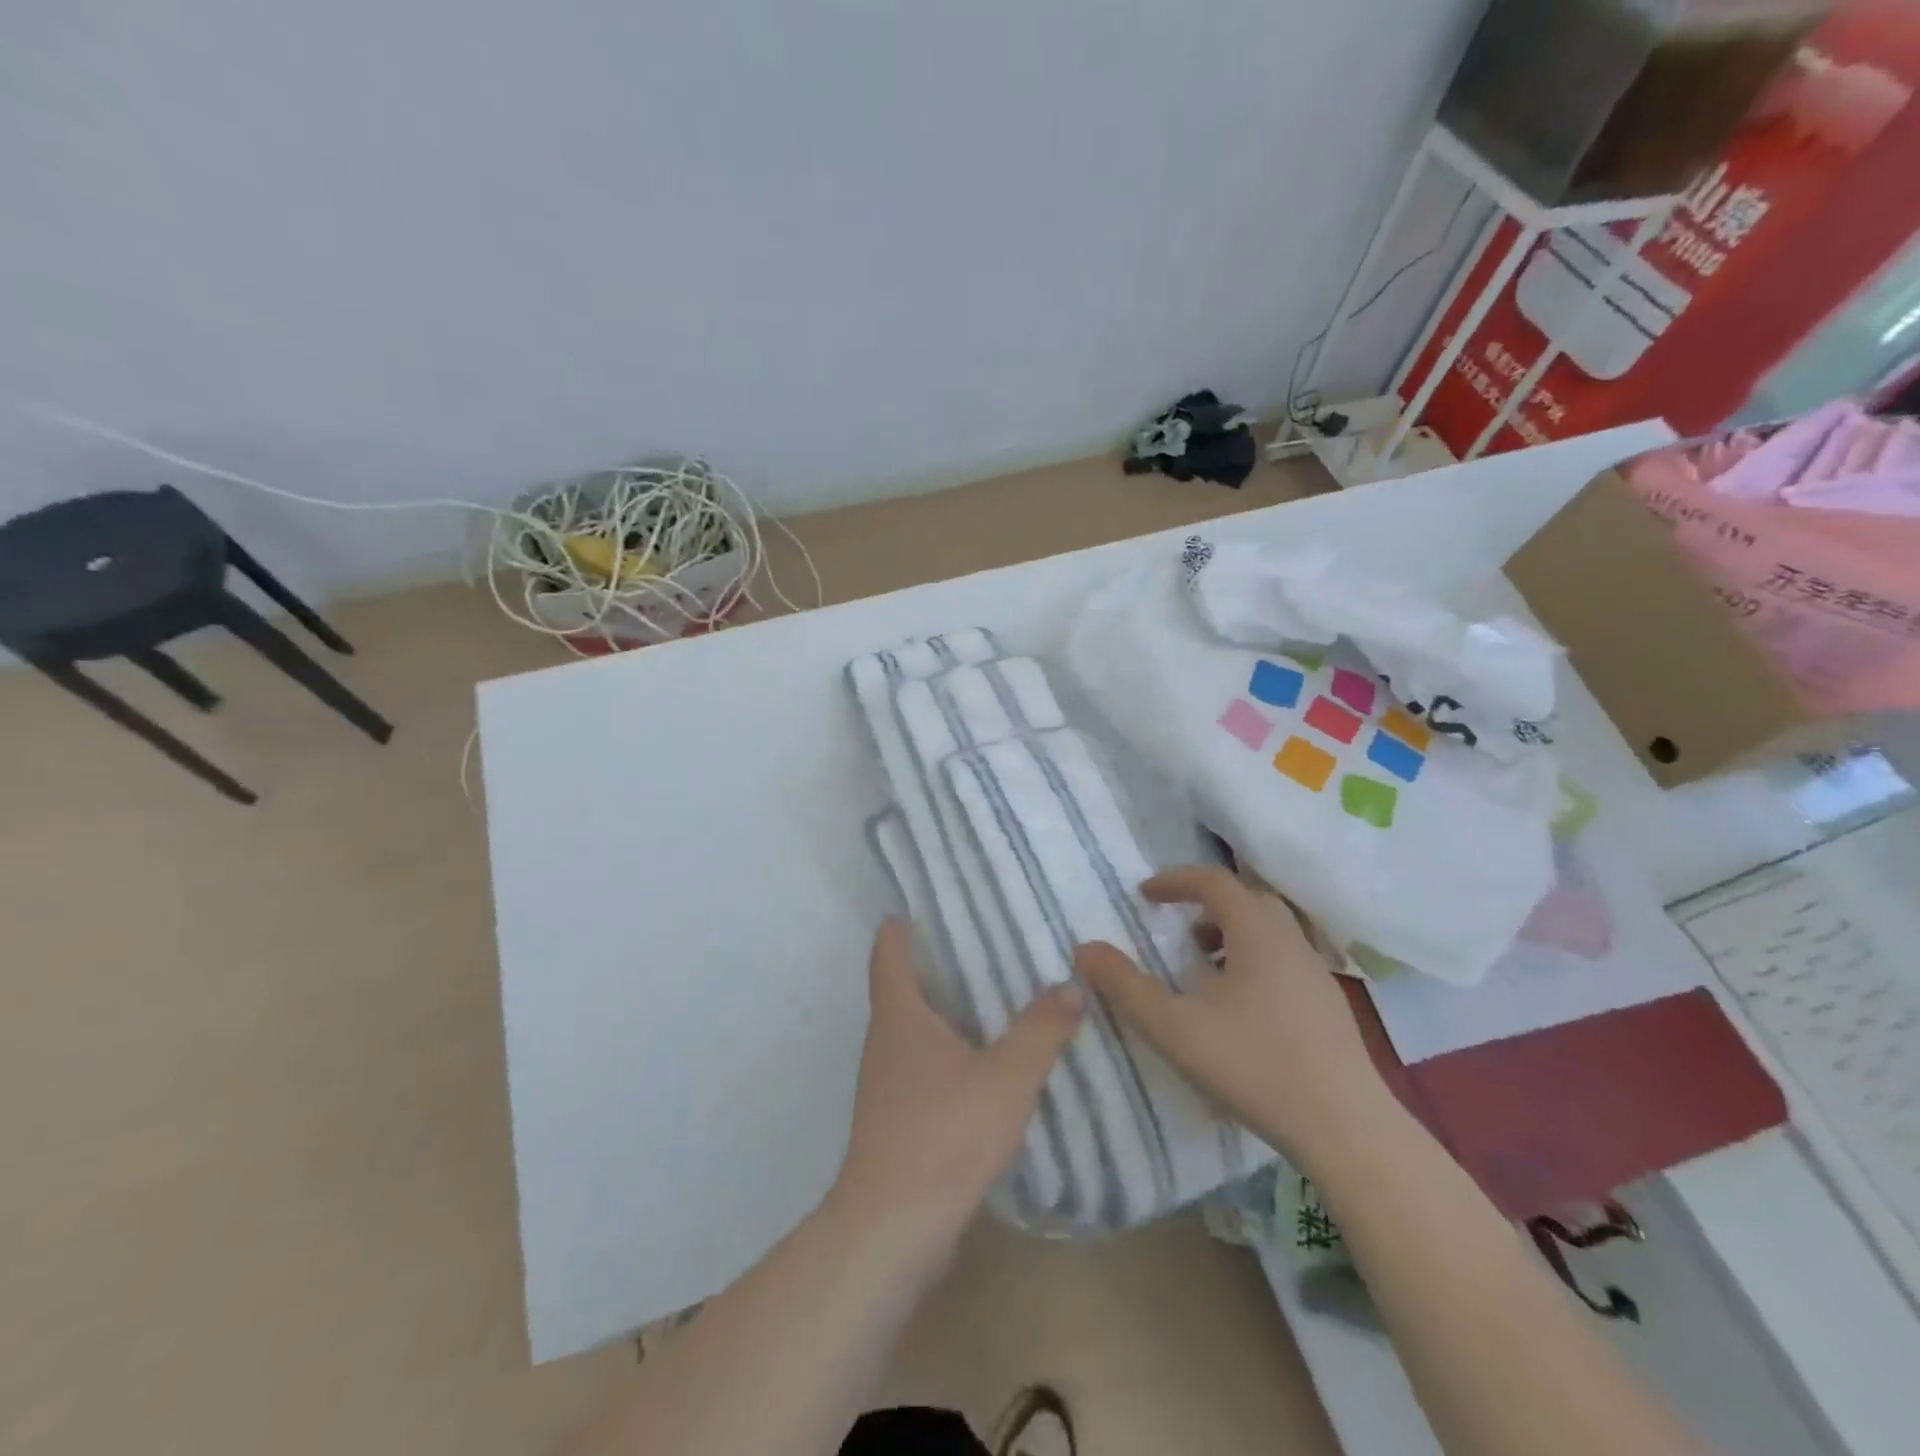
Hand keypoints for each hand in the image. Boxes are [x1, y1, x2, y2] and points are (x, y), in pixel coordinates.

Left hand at [829, 918, 1084, 1252]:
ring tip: (994, 998)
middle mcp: (885, 1042)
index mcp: (899, 1016)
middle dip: (937, 964)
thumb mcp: (1006, 1077)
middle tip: (983, 943)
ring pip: (915, 1030)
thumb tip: (1071, 984)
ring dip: (946, 1012)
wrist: (894, 1228)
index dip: (900, 926)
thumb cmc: (944, 1134)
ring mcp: (886, 1084)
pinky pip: (924, 1068)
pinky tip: (985, 1065)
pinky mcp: (897, 1120)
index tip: (922, 904)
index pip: (888, 952)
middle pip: (903, 987)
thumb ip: (1041, 1030)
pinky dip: (950, 1053)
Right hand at [1073, 866, 1392, 1169]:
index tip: (1145, 895)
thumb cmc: (1254, 1066)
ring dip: (1232, 933)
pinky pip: (1285, 959)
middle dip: (1206, 904)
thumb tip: (1084, 949)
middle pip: (1247, 899)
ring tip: (1204, 966)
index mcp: (1258, 933)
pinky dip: (1254, 959)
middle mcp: (1291, 941)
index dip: (1176, 881)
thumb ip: (1125, 986)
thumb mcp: (1174, 1027)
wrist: (1346, 1129)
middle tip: (1176, 926)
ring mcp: (1316, 973)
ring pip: (1270, 930)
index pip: (1214, 882)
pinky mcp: (1329, 1005)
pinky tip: (1239, 1005)